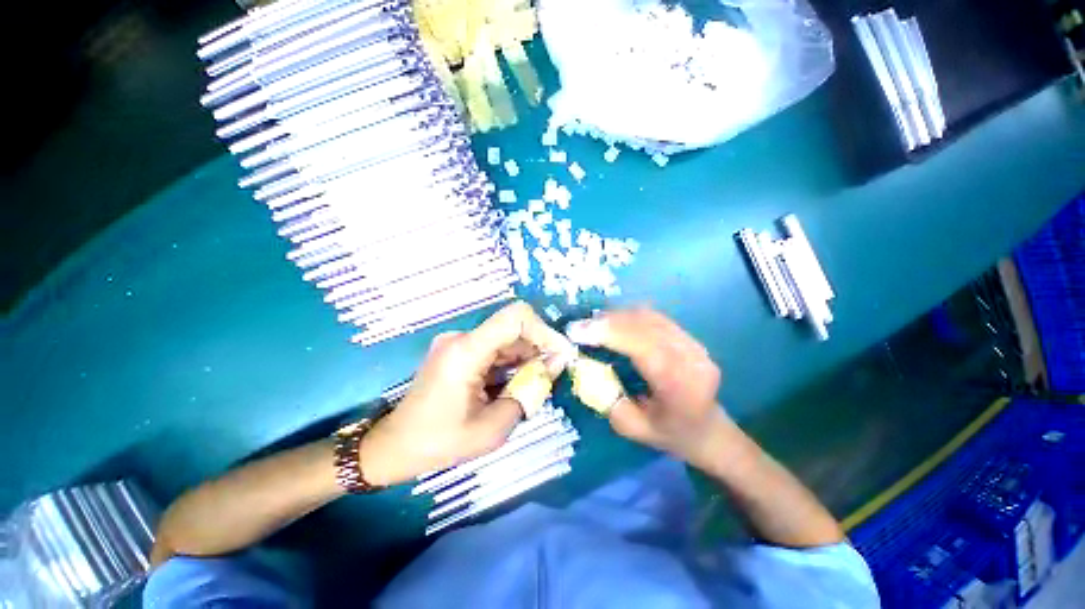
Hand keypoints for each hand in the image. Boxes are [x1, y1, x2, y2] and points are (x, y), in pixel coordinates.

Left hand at [359, 301, 577, 485]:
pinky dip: (512, 362)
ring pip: (506, 338)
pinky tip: (516, 382)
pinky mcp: (459, 350)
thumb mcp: (493, 428)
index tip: (561, 353)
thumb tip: (554, 365)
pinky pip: (495, 348)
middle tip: (553, 374)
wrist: (395, 445)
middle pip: (513, 328)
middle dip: (539, 348)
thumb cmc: (440, 441)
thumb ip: (528, 392)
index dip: (544, 331)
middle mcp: (462, 338)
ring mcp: (459, 342)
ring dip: (527, 357)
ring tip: (535, 383)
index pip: (515, 317)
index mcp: (466, 351)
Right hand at [566, 308, 729, 465]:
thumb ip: (606, 398)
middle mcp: (692, 358)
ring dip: (617, 317)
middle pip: (646, 326)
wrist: (708, 430)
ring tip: (591, 323)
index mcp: (681, 386)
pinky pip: (654, 318)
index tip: (578, 331)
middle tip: (579, 326)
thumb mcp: (632, 428)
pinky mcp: (688, 336)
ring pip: (650, 317)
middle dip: (607, 322)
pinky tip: (612, 322)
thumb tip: (582, 366)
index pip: (644, 348)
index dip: (610, 334)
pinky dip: (629, 316)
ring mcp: (694, 343)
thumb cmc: (670, 434)